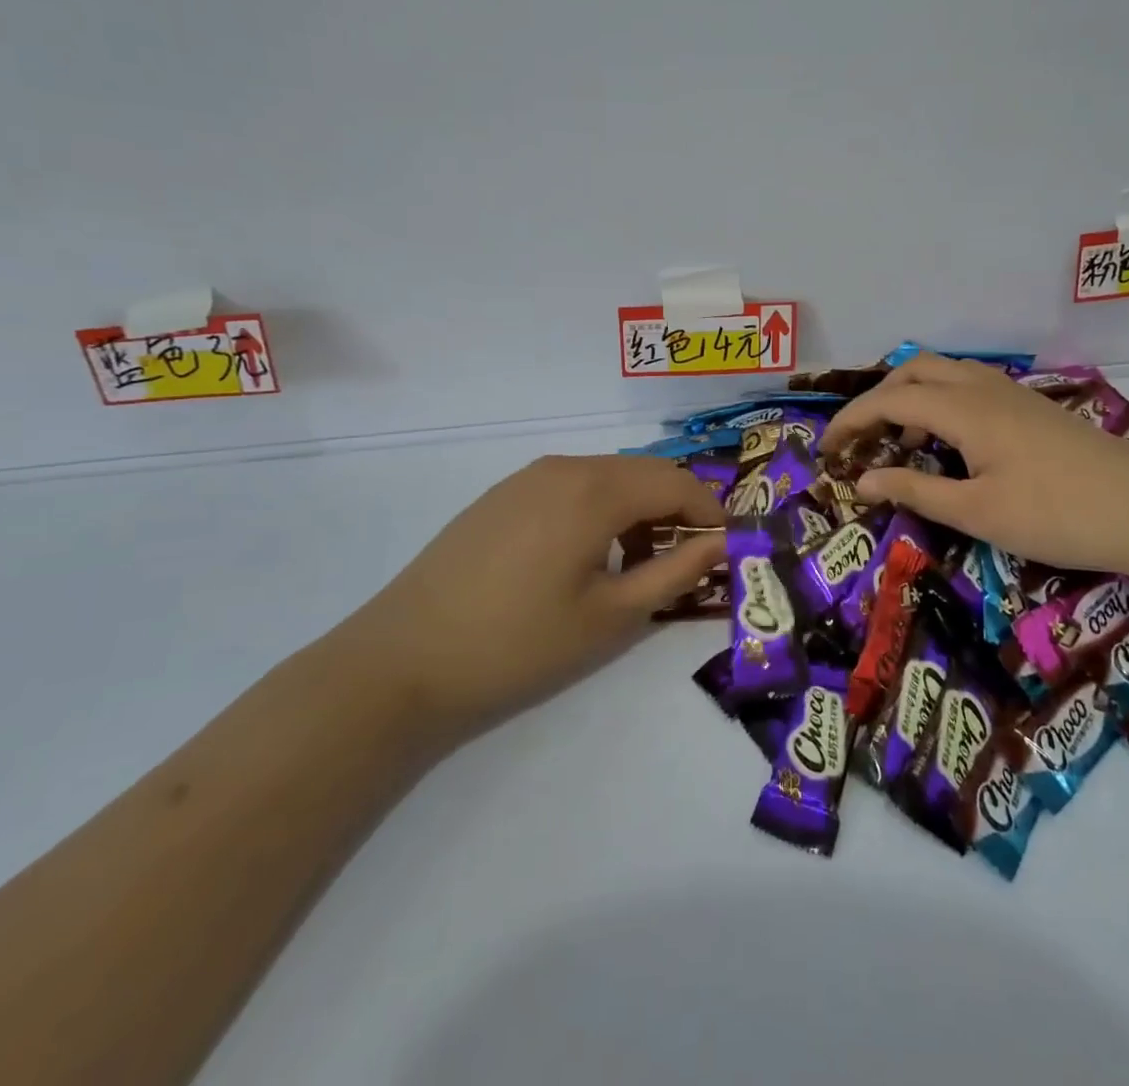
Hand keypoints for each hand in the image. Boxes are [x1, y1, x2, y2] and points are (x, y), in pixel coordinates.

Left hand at [343, 455, 725, 749]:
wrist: (402, 662)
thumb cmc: (519, 644)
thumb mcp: (611, 616)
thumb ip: (676, 572)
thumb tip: (725, 544)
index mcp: (596, 490)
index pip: (678, 482)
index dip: (710, 512)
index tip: (726, 550)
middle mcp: (565, 466)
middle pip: (645, 472)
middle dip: (677, 509)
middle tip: (687, 560)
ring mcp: (528, 476)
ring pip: (608, 475)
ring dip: (639, 508)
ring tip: (638, 563)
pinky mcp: (502, 494)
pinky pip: (572, 484)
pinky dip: (600, 508)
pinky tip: (587, 555)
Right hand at [820, 355, 1128, 581]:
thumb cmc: (1056, 514)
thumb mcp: (976, 512)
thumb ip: (915, 491)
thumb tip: (862, 482)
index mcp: (964, 408)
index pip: (889, 400)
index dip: (851, 421)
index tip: (825, 451)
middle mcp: (984, 388)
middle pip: (915, 371)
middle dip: (878, 398)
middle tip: (861, 439)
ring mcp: (1013, 394)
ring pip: (946, 374)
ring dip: (912, 397)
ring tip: (901, 441)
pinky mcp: (1033, 409)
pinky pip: (970, 388)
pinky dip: (942, 404)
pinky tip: (951, 444)